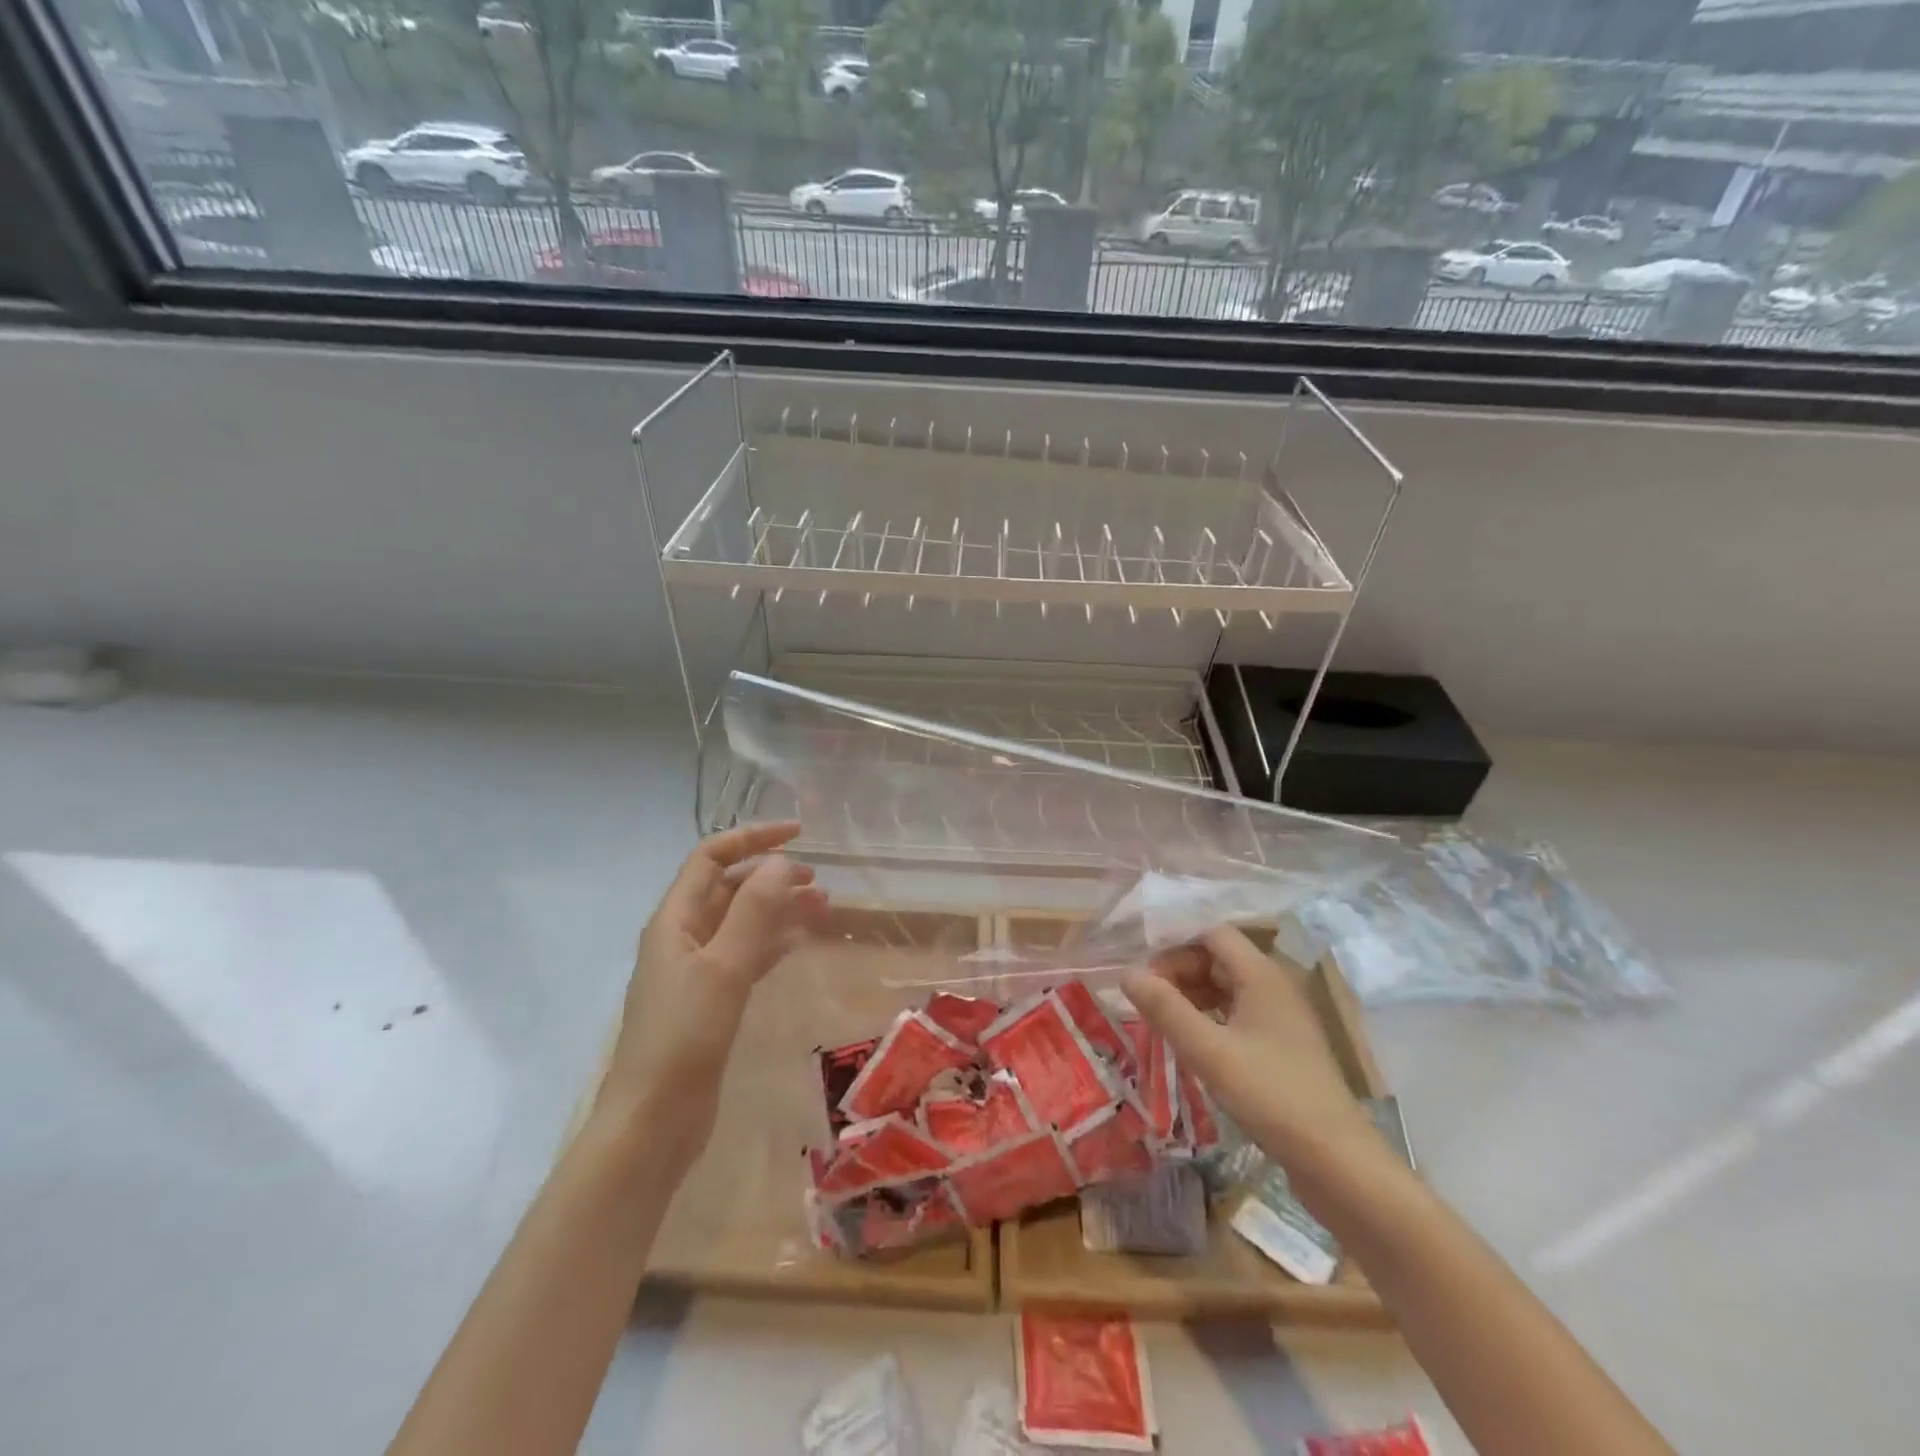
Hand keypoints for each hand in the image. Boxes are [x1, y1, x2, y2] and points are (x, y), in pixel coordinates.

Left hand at [604, 821, 828, 1170]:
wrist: (653, 1122)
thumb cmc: (684, 1036)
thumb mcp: (723, 966)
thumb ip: (754, 911)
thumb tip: (782, 862)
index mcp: (675, 920)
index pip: (711, 858)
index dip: (752, 838)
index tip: (799, 834)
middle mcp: (683, 937)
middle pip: (729, 888)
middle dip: (771, 875)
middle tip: (818, 878)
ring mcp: (696, 970)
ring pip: (742, 922)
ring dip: (778, 908)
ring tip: (823, 905)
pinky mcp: (711, 1001)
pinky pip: (747, 955)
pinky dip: (774, 942)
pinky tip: (800, 942)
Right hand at [1122, 926, 1373, 1167]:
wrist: (1336, 1160)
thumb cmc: (1270, 1095)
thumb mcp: (1207, 1051)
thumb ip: (1165, 1008)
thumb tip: (1127, 972)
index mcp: (1261, 974)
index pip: (1212, 934)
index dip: (1175, 946)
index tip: (1145, 975)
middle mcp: (1275, 985)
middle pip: (1220, 957)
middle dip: (1181, 971)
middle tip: (1149, 1002)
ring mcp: (1283, 1016)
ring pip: (1229, 986)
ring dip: (1194, 994)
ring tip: (1164, 1021)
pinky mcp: (1285, 1044)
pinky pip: (1240, 1012)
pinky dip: (1212, 1016)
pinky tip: (1194, 1041)